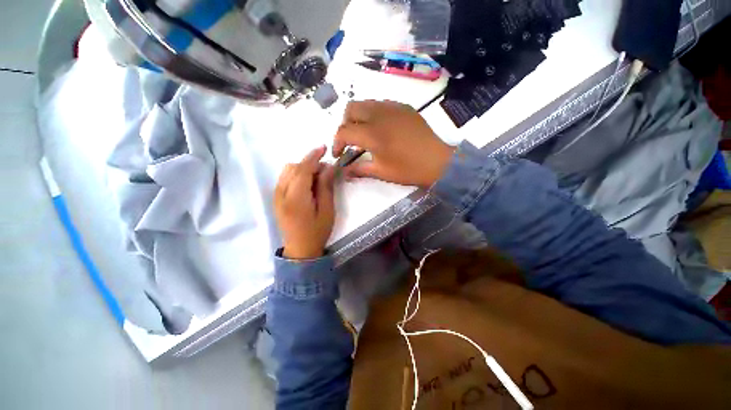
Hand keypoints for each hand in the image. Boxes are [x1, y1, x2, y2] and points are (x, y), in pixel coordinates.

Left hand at [274, 146, 335, 258]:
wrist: (300, 250)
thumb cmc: (317, 231)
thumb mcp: (327, 210)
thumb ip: (325, 187)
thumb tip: (328, 167)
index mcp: (295, 199)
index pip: (302, 170)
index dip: (312, 157)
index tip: (323, 148)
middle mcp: (281, 194)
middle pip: (293, 168)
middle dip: (309, 163)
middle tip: (325, 171)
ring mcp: (276, 196)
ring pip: (287, 172)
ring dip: (302, 168)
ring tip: (317, 177)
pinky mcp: (276, 199)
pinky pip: (285, 179)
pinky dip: (296, 175)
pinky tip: (307, 183)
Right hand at [333, 100, 453, 187]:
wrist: (437, 161)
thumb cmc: (408, 169)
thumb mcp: (381, 172)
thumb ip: (359, 169)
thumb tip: (343, 172)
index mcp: (372, 133)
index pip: (344, 131)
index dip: (336, 143)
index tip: (339, 154)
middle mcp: (379, 114)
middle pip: (351, 109)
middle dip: (345, 124)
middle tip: (350, 140)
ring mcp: (393, 107)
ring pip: (365, 103)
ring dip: (358, 117)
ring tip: (364, 133)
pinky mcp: (403, 107)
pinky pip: (381, 104)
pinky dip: (373, 113)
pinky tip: (381, 128)